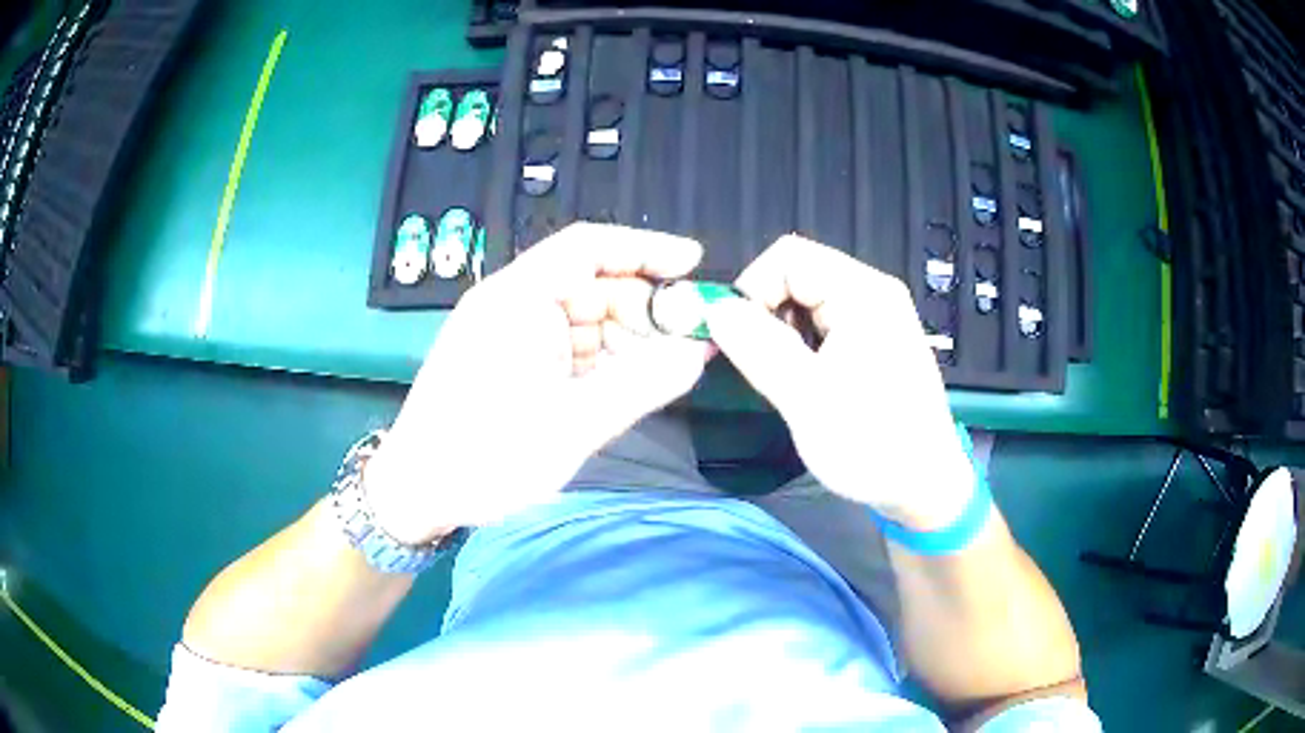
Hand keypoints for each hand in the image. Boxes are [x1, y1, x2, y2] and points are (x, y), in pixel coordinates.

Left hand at [363, 223, 711, 543]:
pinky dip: (606, 363)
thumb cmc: (482, 457)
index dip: (645, 249)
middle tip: (695, 338)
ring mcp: (513, 336)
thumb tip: (696, 356)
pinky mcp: (515, 365)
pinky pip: (571, 350)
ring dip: (630, 341)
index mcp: (516, 300)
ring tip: (673, 367)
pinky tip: (636, 382)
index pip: (587, 248)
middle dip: (646, 309)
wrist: (418, 494)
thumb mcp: (569, 426)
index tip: (694, 264)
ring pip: (587, 322)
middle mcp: (513, 306)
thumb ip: (639, 387)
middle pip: (593, 286)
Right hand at [704, 235, 973, 530]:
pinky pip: (825, 323)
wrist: (923, 486)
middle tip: (764, 366)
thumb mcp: (807, 398)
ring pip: (807, 301)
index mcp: (863, 293)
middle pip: (798, 275)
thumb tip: (715, 310)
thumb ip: (758, 347)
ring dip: (784, 334)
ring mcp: (877, 316)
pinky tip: (809, 382)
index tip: (738, 340)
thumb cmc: (872, 444)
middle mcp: (872, 293)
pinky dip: (803, 346)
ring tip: (789, 380)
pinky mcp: (876, 340)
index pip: (788, 257)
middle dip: (768, 315)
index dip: (753, 290)